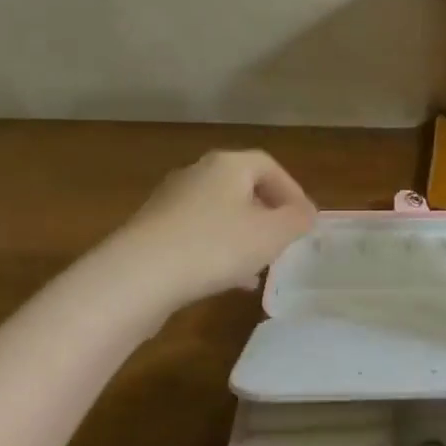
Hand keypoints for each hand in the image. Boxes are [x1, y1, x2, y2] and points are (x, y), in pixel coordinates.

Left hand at [116, 150, 316, 305]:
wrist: (138, 276)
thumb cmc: (215, 246)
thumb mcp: (272, 234)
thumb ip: (296, 220)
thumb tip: (307, 213)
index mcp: (228, 165)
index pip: (269, 166)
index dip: (292, 191)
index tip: (305, 220)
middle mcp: (197, 174)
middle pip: (242, 188)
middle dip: (267, 214)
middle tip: (283, 241)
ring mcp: (170, 202)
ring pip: (219, 214)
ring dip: (243, 236)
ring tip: (259, 267)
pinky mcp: (152, 231)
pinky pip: (197, 234)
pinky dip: (217, 250)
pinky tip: (227, 280)